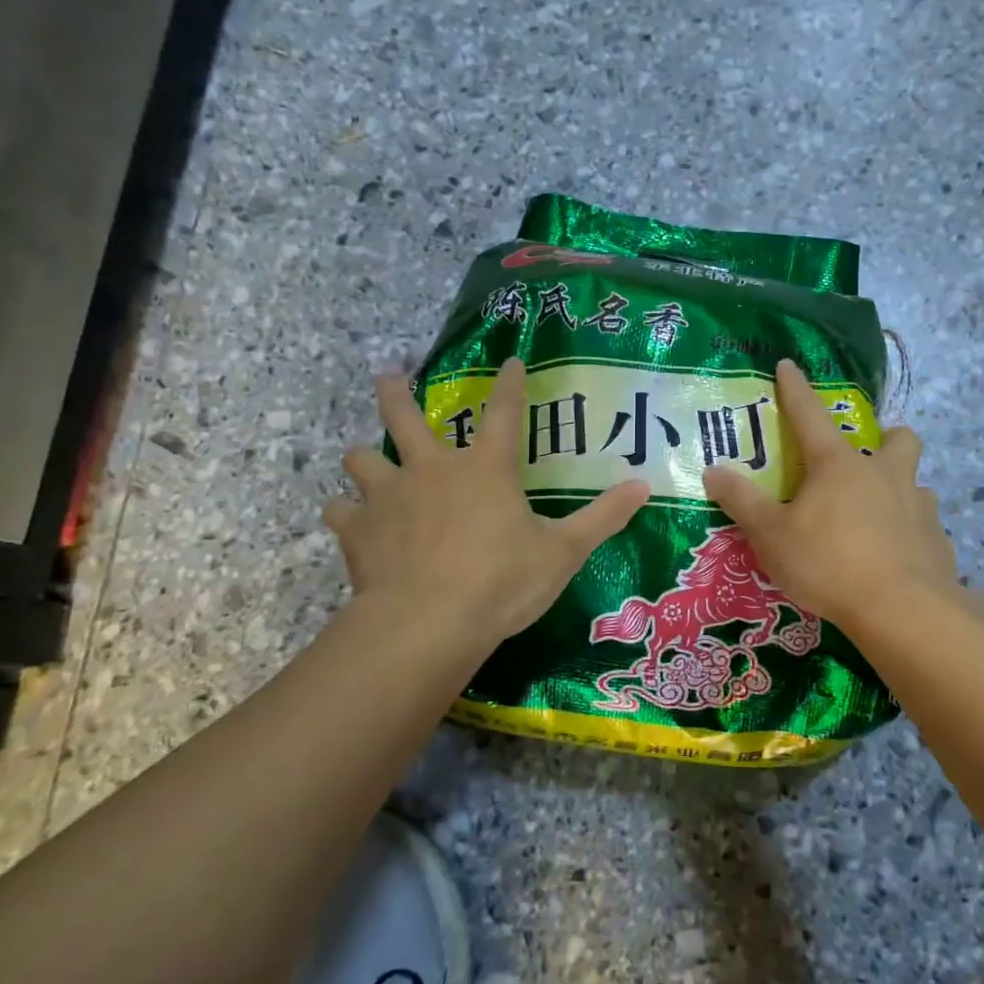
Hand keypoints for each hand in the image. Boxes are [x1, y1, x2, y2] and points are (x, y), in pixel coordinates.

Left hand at [324, 359, 648, 645]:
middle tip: (389, 376)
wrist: (428, 622)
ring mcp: (388, 496)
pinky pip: (339, 512)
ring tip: (364, 461)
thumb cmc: (502, 582)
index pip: (505, 412)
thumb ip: (603, 517)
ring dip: (364, 458)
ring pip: (362, 458)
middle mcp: (432, 469)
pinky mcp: (358, 531)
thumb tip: (643, 487)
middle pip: (404, 415)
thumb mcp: (563, 552)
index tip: (511, 362)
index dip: (510, 384)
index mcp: (486, 468)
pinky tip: (347, 521)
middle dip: (396, 392)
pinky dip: (344, 514)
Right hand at [701, 360, 964, 634]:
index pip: (810, 415)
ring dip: (899, 486)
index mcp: (838, 465)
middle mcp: (884, 474)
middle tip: (867, 457)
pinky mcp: (937, 540)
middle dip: (887, 437)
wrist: (903, 610)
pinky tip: (894, 554)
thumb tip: (713, 470)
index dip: (796, 389)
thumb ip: (742, 501)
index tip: (789, 365)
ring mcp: (918, 505)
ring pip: (914, 480)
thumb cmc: (829, 563)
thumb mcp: (772, 535)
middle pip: (898, 438)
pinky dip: (909, 529)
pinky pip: (923, 523)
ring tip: (877, 512)